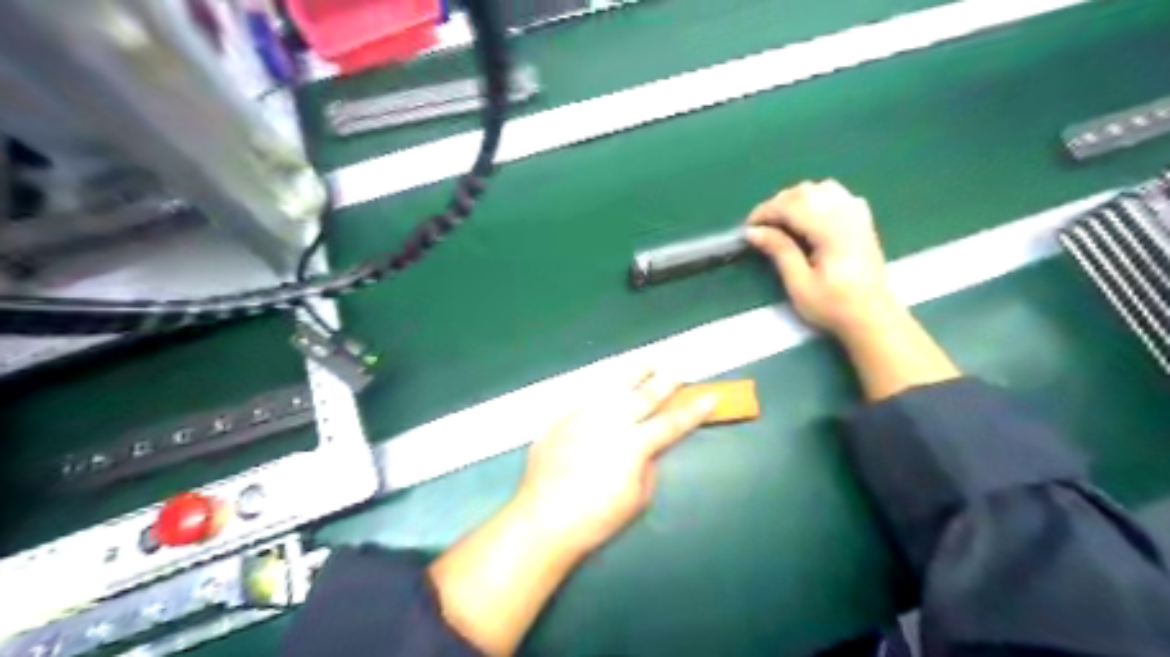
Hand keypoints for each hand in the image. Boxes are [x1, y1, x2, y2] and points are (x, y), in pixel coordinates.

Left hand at [517, 372, 717, 557]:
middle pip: (644, 396)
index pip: (671, 423)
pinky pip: (585, 394)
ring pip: (613, 385)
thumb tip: (648, 448)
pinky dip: (601, 386)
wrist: (543, 518)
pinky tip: (607, 382)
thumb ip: (647, 467)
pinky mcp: (561, 416)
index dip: (693, 411)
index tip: (710, 396)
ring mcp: (583, 415)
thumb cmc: (595, 518)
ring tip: (646, 361)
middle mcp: (610, 421)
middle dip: (664, 382)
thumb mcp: (636, 499)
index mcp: (634, 444)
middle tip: (677, 370)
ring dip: (633, 372)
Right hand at [745, 180, 897, 338]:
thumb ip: (779, 251)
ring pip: (820, 188)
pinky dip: (815, 198)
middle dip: (777, 204)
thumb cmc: (833, 306)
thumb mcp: (800, 284)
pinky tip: (807, 216)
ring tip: (781, 221)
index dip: (765, 212)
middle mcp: (846, 214)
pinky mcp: (861, 218)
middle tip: (760, 228)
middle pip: (805, 192)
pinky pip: (835, 193)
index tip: (748, 228)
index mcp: (831, 231)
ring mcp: (857, 213)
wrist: (872, 316)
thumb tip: (753, 231)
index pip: (792, 206)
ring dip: (795, 199)